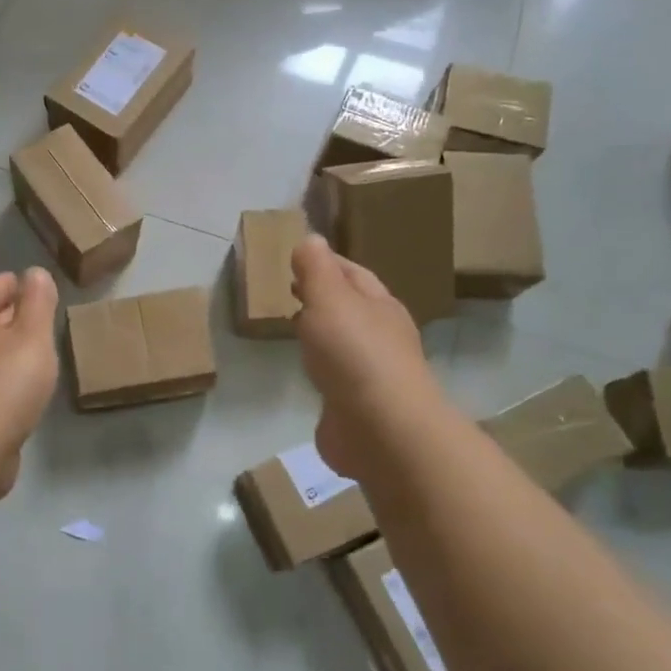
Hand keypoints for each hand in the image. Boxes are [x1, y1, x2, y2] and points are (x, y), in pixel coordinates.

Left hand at [0, 268, 60, 499]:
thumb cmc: (5, 384)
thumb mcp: (32, 336)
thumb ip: (37, 303)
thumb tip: (34, 273)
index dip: (7, 283)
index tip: (23, 278)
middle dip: (6, 313)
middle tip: (33, 310)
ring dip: (4, 347)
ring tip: (32, 348)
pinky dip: (3, 376)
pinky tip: (20, 387)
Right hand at [292, 235, 440, 484]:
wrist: (381, 430)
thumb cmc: (355, 354)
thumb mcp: (330, 298)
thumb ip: (317, 269)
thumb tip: (311, 239)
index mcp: (380, 305)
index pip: (353, 274)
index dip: (326, 263)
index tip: (296, 258)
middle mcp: (381, 336)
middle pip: (351, 308)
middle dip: (323, 298)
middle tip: (289, 291)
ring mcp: (372, 375)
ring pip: (343, 343)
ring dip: (321, 334)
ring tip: (292, 327)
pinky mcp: (357, 408)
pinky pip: (336, 379)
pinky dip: (320, 369)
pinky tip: (304, 372)